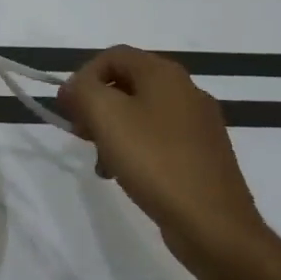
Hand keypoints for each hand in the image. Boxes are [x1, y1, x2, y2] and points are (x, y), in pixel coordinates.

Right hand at [56, 46, 270, 279]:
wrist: (213, 224)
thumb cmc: (154, 161)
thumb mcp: (106, 116)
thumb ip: (82, 90)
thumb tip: (75, 87)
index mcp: (165, 74)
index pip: (113, 55)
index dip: (82, 76)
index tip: (67, 108)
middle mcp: (186, 91)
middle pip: (126, 83)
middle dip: (96, 105)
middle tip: (81, 134)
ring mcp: (198, 124)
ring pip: (140, 113)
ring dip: (111, 130)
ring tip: (101, 162)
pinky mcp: (202, 154)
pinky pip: (157, 139)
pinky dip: (134, 149)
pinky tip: (124, 175)